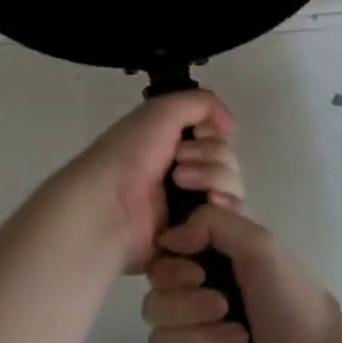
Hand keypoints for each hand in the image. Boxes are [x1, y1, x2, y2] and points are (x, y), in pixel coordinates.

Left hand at [47, 91, 241, 271]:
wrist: (108, 204)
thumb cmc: (129, 154)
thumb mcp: (162, 111)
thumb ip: (203, 103)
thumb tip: (233, 126)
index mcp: (175, 147)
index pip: (220, 142)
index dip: (214, 138)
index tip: (195, 136)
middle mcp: (186, 176)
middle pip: (230, 166)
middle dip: (211, 159)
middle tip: (177, 166)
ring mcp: (192, 210)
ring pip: (233, 194)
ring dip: (214, 181)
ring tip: (180, 185)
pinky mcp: (196, 239)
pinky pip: (229, 225)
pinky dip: (221, 214)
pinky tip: (199, 210)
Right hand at [142, 205, 341, 342]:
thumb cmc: (292, 304)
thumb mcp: (260, 244)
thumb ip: (211, 222)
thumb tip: (168, 238)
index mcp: (206, 269)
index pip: (158, 264)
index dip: (171, 270)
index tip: (199, 273)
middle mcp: (194, 304)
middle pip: (152, 304)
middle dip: (190, 309)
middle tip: (227, 309)